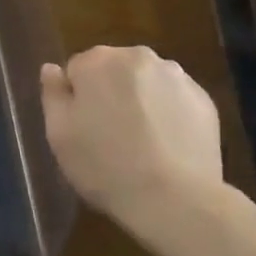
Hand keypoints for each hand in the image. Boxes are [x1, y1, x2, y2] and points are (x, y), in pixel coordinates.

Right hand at [41, 45, 222, 225]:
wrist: (176, 200)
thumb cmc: (107, 167)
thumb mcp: (60, 136)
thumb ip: (52, 94)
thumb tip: (52, 68)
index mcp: (98, 60)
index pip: (78, 70)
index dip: (79, 100)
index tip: (85, 129)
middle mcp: (137, 55)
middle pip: (115, 70)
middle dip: (112, 93)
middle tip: (113, 137)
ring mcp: (175, 74)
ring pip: (147, 82)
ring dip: (142, 100)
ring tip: (144, 144)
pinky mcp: (203, 98)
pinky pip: (176, 99)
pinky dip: (171, 114)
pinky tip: (169, 146)